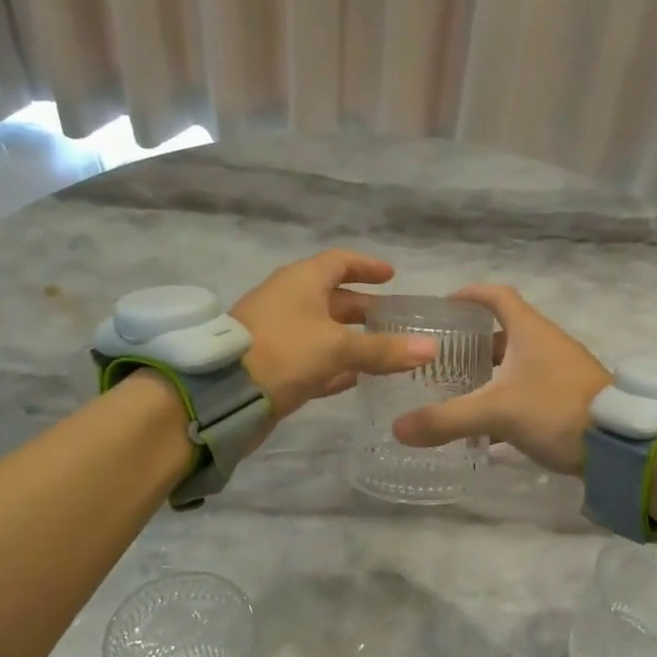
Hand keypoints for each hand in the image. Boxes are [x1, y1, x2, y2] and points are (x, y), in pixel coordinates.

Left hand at [232, 250, 435, 418]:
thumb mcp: (339, 349)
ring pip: (324, 331)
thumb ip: (384, 349)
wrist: (225, 394)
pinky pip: (312, 358)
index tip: (391, 276)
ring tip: (384, 351)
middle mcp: (289, 300)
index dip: (366, 267)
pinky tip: (356, 379)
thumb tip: (431, 348)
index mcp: (301, 281)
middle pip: (333, 298)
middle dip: (364, 309)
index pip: (339, 262)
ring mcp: (279, 333)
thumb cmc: (285, 353)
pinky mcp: (274, 364)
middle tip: (395, 321)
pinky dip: (335, 364)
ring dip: (352, 339)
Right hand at [391, 284, 610, 473]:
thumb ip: (446, 419)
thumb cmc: (556, 410)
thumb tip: (397, 428)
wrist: (619, 444)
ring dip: (490, 374)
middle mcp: (547, 344)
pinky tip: (488, 427)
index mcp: (531, 331)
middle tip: (442, 357)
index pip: (497, 296)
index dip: (470, 295)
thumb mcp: (496, 413)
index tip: (444, 305)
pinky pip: (530, 391)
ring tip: (459, 391)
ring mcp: (562, 372)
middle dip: (473, 342)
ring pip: (518, 364)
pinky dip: (507, 400)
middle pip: (505, 332)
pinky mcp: (570, 399)